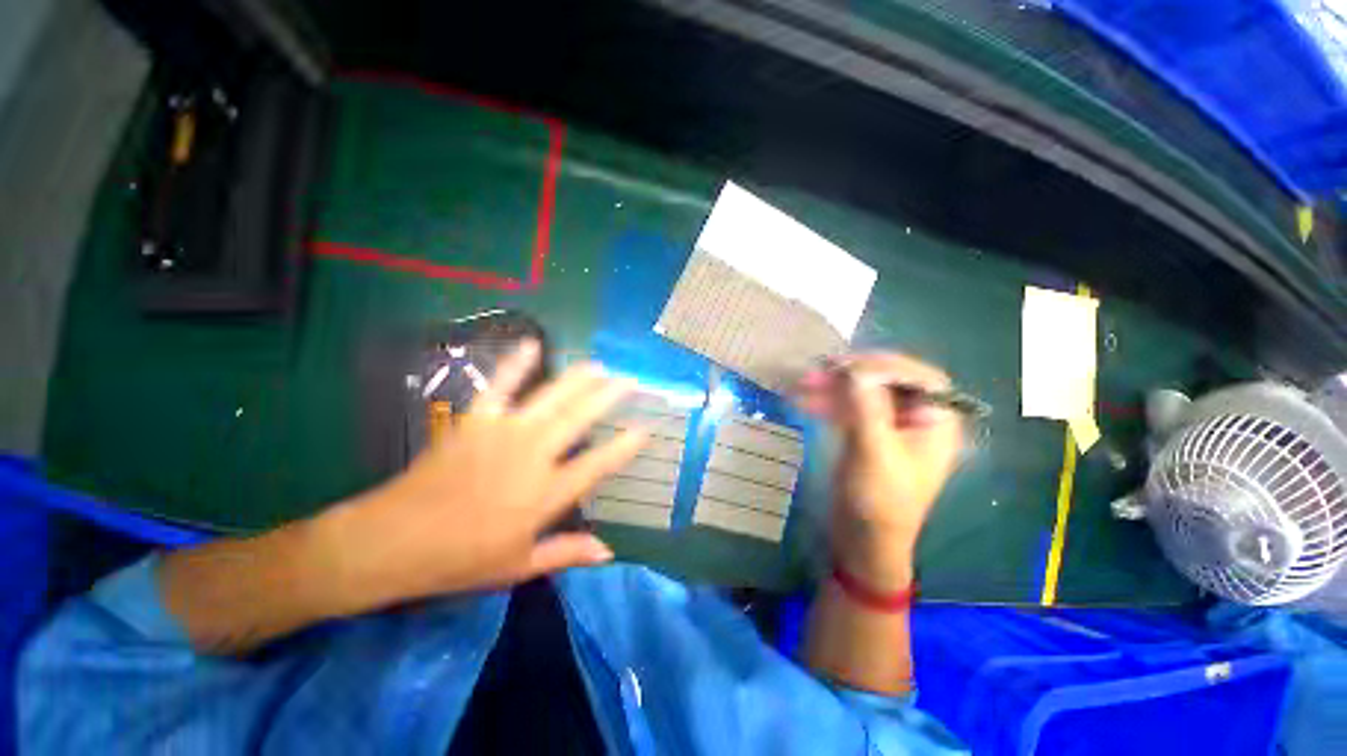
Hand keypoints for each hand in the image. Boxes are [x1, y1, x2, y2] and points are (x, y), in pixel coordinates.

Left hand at [318, 341, 646, 613]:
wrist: (391, 542)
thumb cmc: (459, 560)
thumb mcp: (518, 566)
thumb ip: (567, 553)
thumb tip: (609, 551)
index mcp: (546, 493)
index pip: (598, 464)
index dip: (625, 446)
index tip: (645, 428)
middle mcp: (533, 456)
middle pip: (580, 418)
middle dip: (609, 397)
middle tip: (630, 381)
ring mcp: (504, 433)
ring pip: (551, 398)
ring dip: (578, 379)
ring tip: (599, 366)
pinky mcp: (475, 421)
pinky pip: (501, 386)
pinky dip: (517, 364)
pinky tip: (533, 344)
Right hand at [797, 353, 962, 587]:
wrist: (862, 540)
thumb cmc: (879, 502)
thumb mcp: (873, 453)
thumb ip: (867, 408)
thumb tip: (856, 368)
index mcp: (935, 423)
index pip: (920, 377)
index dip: (886, 363)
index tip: (849, 363)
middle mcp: (915, 419)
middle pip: (887, 381)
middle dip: (852, 374)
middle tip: (819, 370)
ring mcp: (888, 427)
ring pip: (863, 394)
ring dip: (834, 387)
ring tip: (802, 383)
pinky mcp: (865, 435)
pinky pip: (849, 409)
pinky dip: (828, 403)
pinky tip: (804, 401)